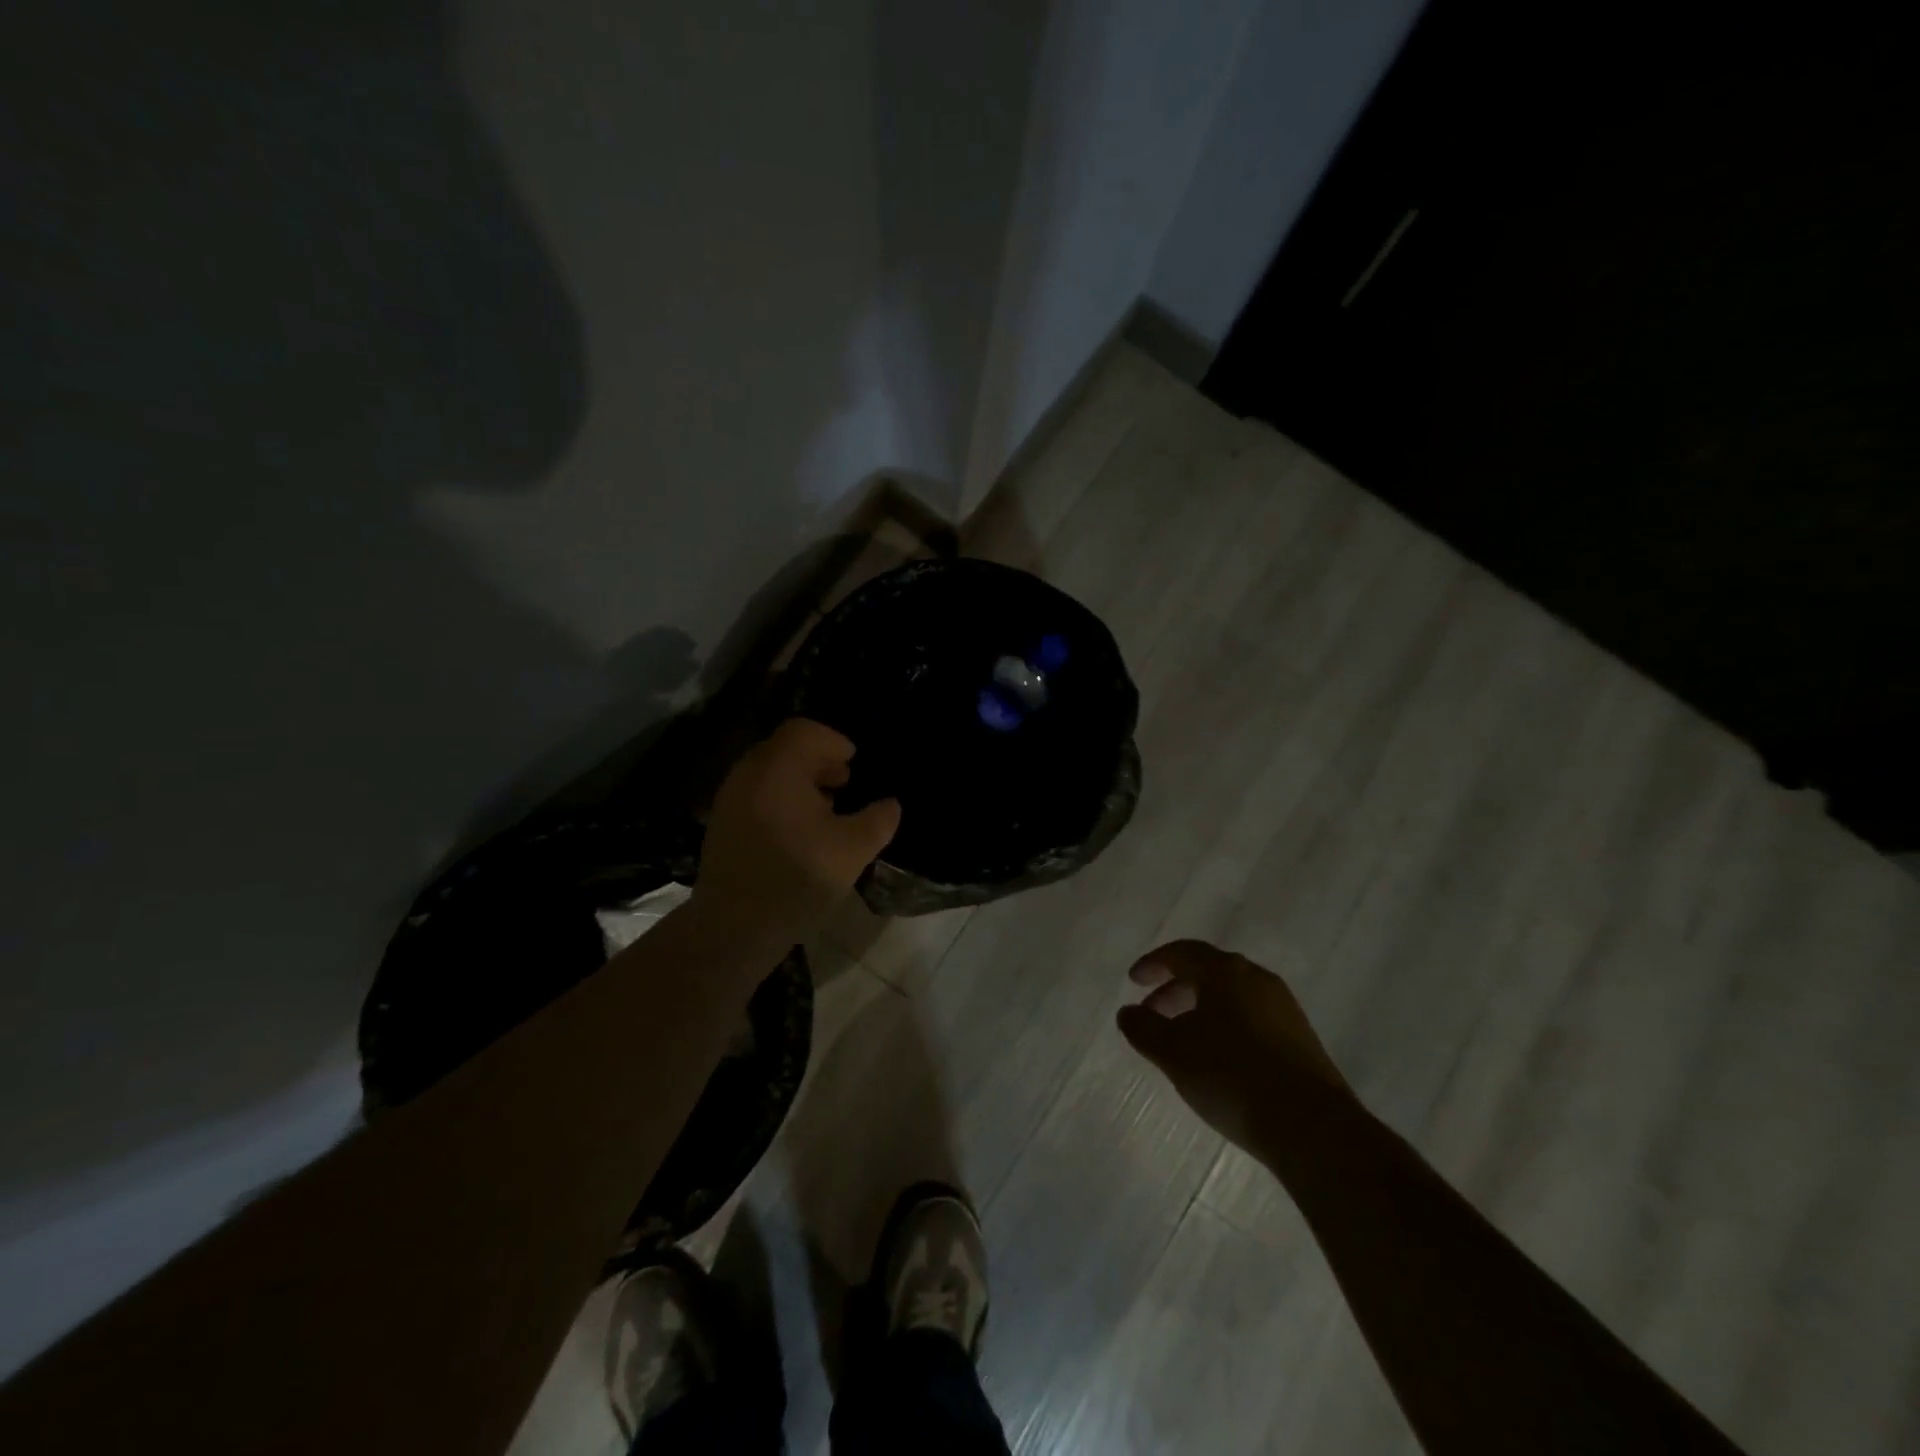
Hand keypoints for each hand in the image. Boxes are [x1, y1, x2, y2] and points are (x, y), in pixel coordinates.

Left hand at [690, 718, 900, 953]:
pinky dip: (782, 799)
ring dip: (801, 782)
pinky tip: (801, 832)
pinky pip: (757, 795)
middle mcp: (748, 775)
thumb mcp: (852, 850)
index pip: (804, 731)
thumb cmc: (796, 879)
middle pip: (785, 749)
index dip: (834, 741)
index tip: (855, 765)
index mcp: (777, 769)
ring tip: (828, 809)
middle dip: (819, 761)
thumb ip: (878, 820)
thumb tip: (891, 805)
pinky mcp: (722, 825)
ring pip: (770, 773)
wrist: (734, 929)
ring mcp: (730, 800)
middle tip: (846, 783)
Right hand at [1117, 940, 1353, 1154]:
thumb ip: (1144, 1029)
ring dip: (1200, 1010)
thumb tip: (1128, 1012)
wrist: (1313, 1128)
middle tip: (1151, 1013)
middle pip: (1209, 972)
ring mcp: (1284, 1009)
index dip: (1154, 964)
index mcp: (1226, 972)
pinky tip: (1217, 1060)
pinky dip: (1225, 1026)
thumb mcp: (1174, 1054)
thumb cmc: (1233, 1077)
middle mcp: (1257, 979)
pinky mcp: (1300, 1039)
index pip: (1183, 952)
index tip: (1133, 982)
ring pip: (1231, 996)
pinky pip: (1251, 1018)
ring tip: (1181, 1040)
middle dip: (1175, 989)